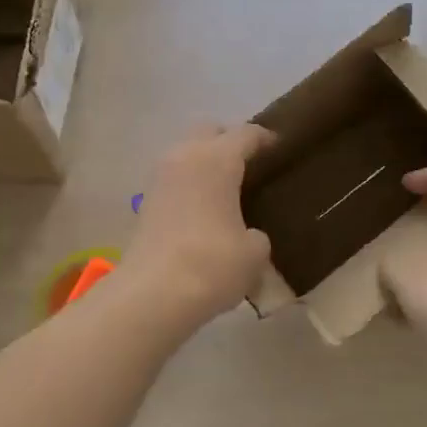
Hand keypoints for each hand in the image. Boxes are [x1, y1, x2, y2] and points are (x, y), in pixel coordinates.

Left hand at [125, 124, 275, 320]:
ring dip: (205, 163)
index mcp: (217, 159)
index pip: (247, 134)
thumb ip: (257, 235)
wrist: (152, 295)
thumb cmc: (212, 263)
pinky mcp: (146, 203)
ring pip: (187, 154)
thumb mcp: (254, 252)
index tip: (280, 147)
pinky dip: (190, 186)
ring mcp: (160, 179)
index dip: (266, 138)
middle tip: (250, 164)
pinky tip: (206, 210)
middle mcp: (186, 157)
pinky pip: (175, 180)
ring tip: (227, 189)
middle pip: (209, 131)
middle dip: (229, 141)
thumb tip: (248, 236)